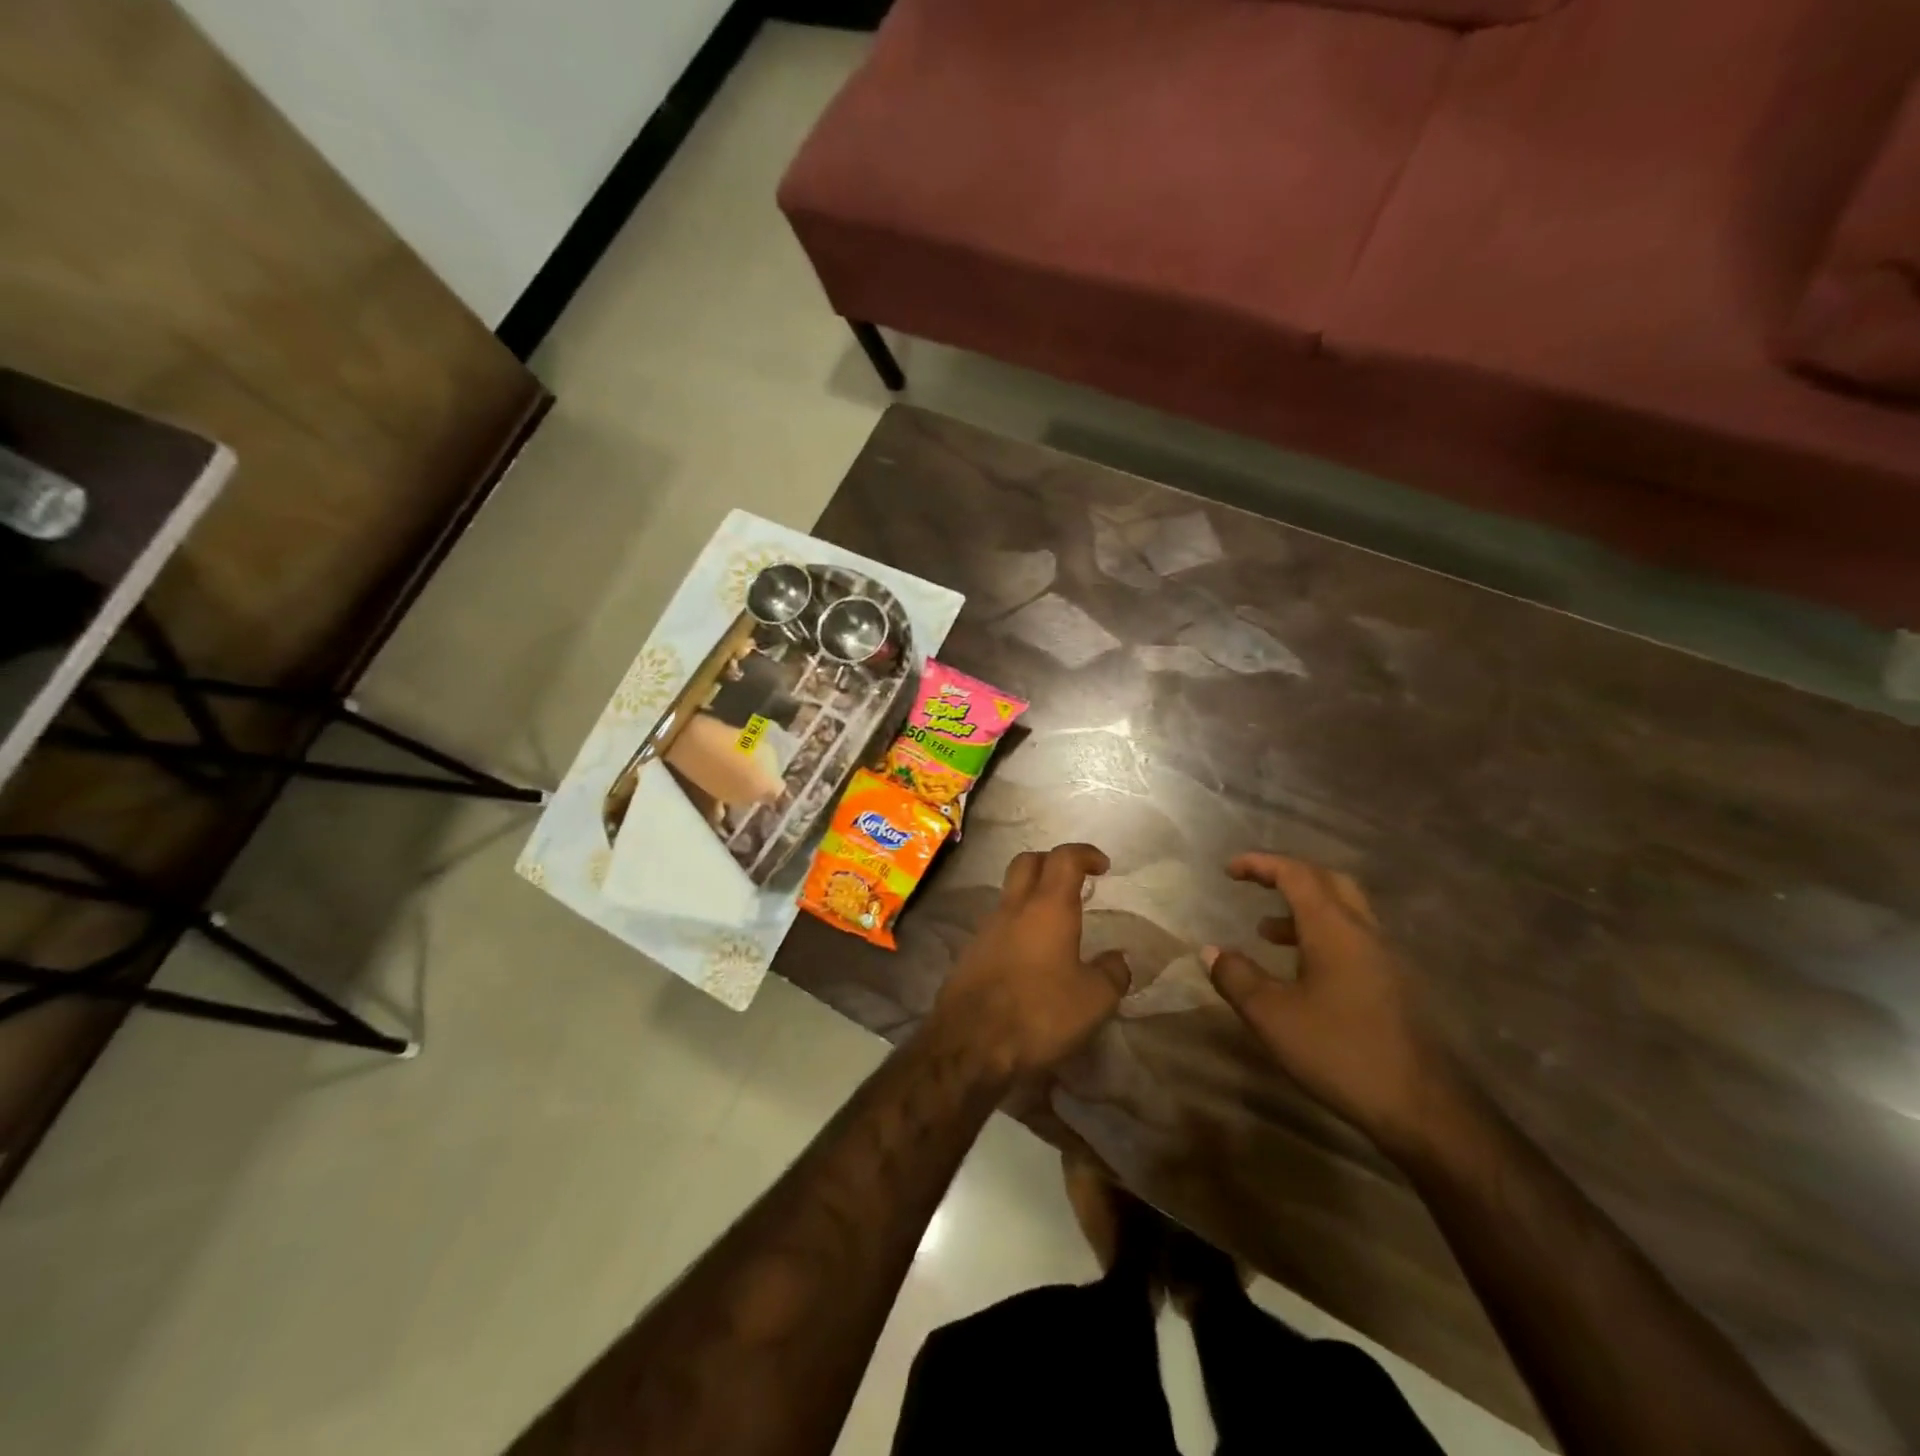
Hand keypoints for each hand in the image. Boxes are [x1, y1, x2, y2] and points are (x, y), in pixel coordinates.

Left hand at [932, 843, 1130, 1077]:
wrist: (970, 1044)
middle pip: (1028, 862)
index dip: (1085, 853)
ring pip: (1009, 894)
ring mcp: (986, 929)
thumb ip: (1112, 974)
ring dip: (1032, 897)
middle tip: (1074, 882)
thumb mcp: (1094, 1000)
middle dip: (1052, 862)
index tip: (1102, 866)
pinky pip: (997, 926)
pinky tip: (1030, 959)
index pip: (1064, 858)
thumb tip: (1117, 960)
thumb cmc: (1039, 1013)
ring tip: (1055, 926)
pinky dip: (1017, 927)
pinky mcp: (970, 954)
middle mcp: (1013, 908)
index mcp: (1047, 907)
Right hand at [1208, 853, 1466, 1156]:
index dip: (1261, 864)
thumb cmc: (1341, 1052)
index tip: (1229, 870)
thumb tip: (1211, 951)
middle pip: (1328, 882)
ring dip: (1304, 910)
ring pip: (1344, 912)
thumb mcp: (1272, 1017)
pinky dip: (1322, 937)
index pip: (1296, 874)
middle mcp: (1364, 933)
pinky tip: (1304, 973)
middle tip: (1256, 886)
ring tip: (1267, 932)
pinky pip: (1354, 940)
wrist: (1424, 1109)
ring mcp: (1386, 959)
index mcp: (1334, 929)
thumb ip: (1237, 978)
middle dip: (1288, 876)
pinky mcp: (1395, 986)